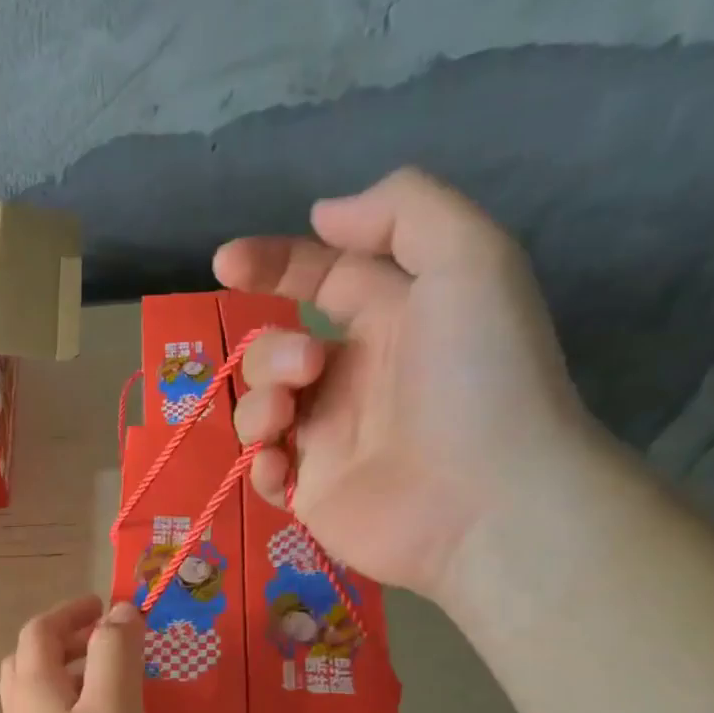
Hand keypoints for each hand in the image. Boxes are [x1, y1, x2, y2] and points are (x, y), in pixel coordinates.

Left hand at [0, 596, 147, 712]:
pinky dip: (73, 708)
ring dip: (70, 675)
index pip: (40, 630)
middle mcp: (20, 710)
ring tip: (112, 684)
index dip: (70, 611)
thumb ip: (116, 654)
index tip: (104, 606)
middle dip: (67, 640)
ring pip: (39, 693)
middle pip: (31, 659)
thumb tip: (119, 611)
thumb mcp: (112, 708)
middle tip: (107, 643)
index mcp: (34, 685)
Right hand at [213, 167, 598, 606]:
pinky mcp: (313, 494)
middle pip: (277, 350)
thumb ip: (402, 212)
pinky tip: (282, 465)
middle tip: (309, 370)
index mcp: (392, 320)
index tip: (225, 264)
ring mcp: (331, 441)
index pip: (323, 279)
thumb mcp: (469, 259)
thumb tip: (322, 214)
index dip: (274, 263)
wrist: (487, 500)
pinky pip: (262, 469)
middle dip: (272, 352)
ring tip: (287, 419)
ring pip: (259, 409)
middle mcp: (356, 378)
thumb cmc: (480, 376)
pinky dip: (260, 461)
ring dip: (258, 404)